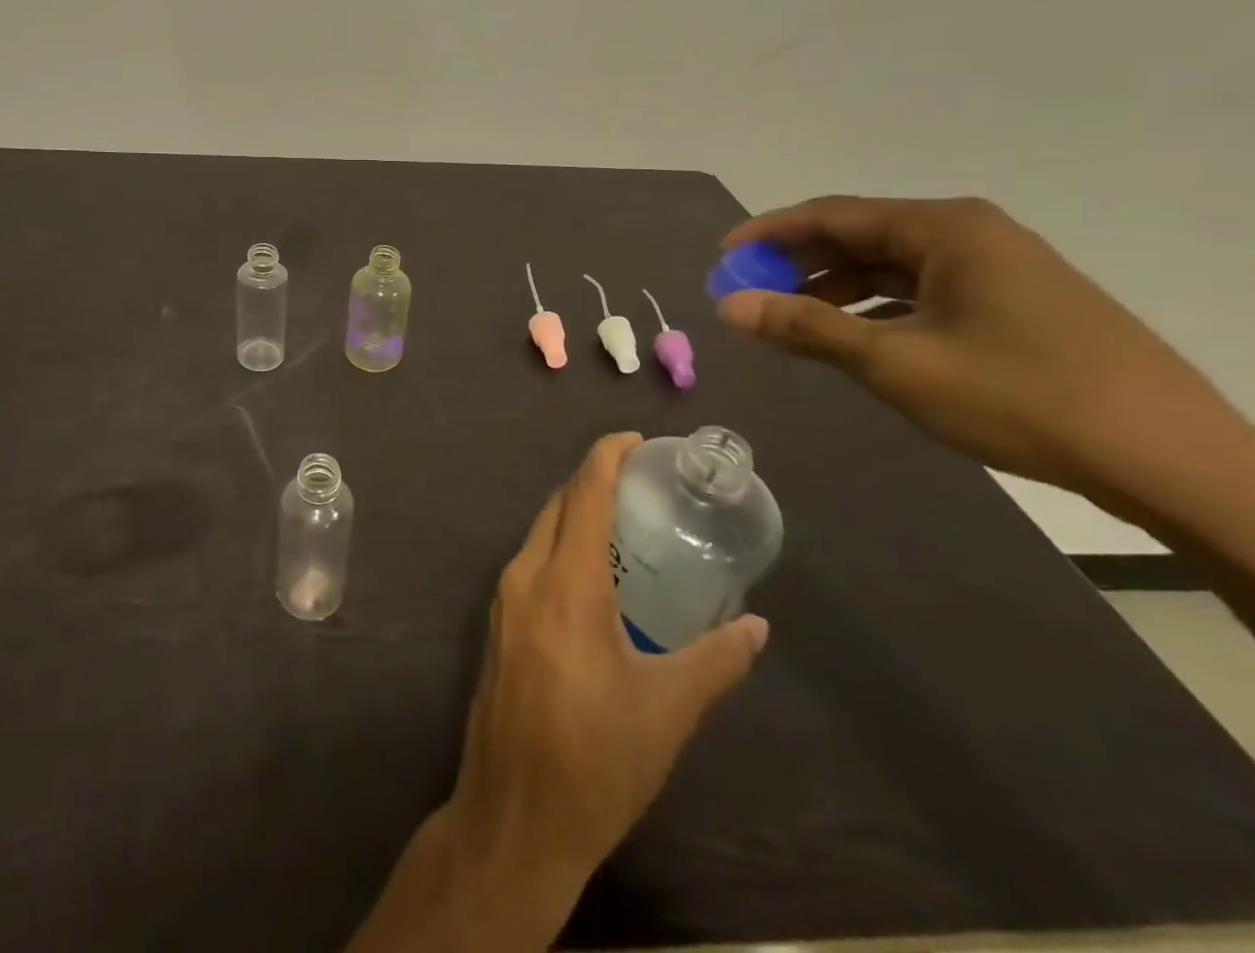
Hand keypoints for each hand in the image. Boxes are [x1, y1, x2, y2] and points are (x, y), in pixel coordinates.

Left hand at [449, 433, 766, 887]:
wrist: (515, 815)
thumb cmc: (597, 762)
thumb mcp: (667, 711)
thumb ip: (715, 660)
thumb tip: (757, 626)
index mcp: (567, 586)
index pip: (583, 494)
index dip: (606, 457)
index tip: (636, 439)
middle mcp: (526, 576)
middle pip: (558, 504)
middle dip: (593, 479)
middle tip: (641, 478)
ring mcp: (504, 598)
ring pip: (539, 530)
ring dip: (575, 511)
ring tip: (623, 517)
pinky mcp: (497, 621)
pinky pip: (530, 559)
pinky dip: (560, 543)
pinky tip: (592, 568)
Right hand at [714, 195, 1241, 503]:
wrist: (1170, 457)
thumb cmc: (1020, 396)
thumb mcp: (895, 362)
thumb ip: (806, 328)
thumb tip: (728, 307)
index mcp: (943, 229)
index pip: (831, 215)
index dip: (767, 234)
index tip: (721, 259)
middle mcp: (969, 233)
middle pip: (858, 236)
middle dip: (796, 263)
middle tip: (746, 294)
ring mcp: (996, 266)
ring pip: (888, 265)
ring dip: (832, 287)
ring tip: (786, 320)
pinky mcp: (1013, 301)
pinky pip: (920, 289)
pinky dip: (874, 306)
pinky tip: (850, 335)